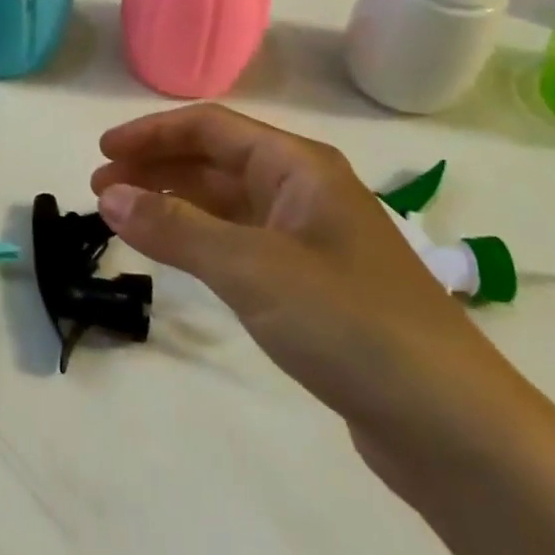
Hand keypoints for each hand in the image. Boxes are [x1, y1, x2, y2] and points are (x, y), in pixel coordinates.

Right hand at [91, 104, 540, 485]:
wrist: (452, 427)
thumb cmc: (350, 325)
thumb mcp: (252, 269)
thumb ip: (176, 228)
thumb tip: (109, 195)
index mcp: (299, 167)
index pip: (210, 127)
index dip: (152, 133)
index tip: (102, 152)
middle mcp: (304, 191)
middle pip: (216, 160)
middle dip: (157, 167)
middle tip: (102, 190)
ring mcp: (309, 239)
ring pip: (227, 202)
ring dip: (175, 202)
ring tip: (125, 217)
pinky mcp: (311, 285)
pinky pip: (240, 241)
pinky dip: (200, 238)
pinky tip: (176, 253)